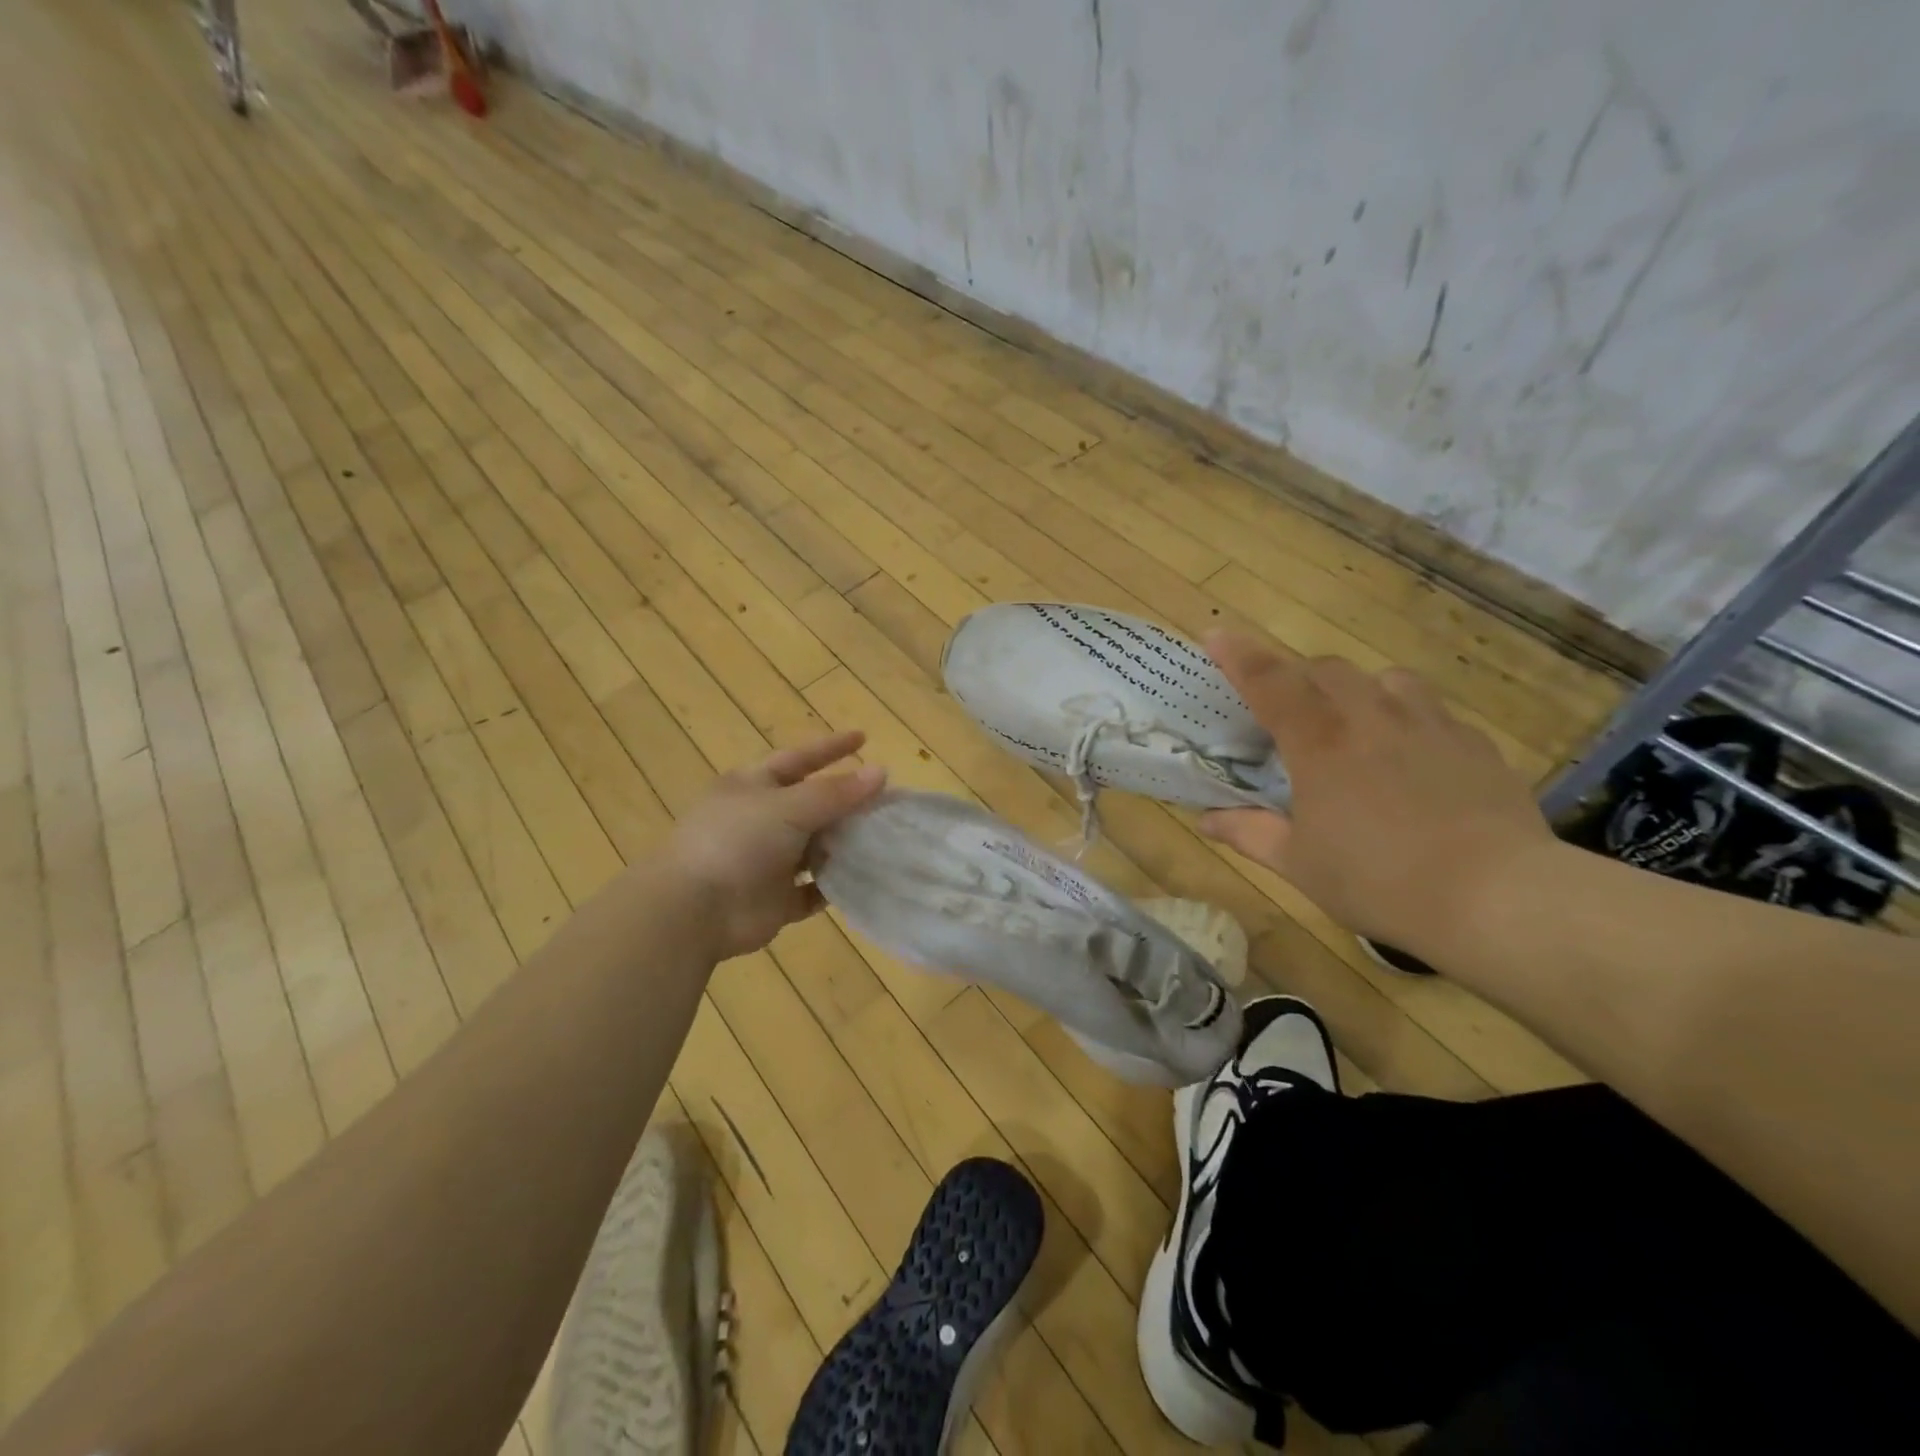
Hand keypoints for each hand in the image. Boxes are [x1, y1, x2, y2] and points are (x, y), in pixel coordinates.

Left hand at [670, 731, 886, 958]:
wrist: (695, 909)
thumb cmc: (737, 841)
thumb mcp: (788, 806)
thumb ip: (836, 792)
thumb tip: (881, 772)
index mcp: (753, 787)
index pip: (798, 759)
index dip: (830, 748)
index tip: (863, 737)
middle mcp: (760, 821)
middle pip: (812, 805)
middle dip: (847, 803)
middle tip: (889, 801)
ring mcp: (766, 862)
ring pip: (814, 848)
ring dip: (844, 845)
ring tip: (886, 839)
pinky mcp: (774, 901)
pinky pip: (811, 891)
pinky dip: (834, 886)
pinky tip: (863, 880)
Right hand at [1198, 632, 1555, 957]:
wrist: (1496, 898)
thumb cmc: (1377, 881)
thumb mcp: (1299, 864)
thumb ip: (1249, 832)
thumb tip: (1205, 820)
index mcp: (1319, 743)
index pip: (1270, 682)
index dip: (1239, 656)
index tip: (1216, 634)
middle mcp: (1371, 718)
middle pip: (1327, 670)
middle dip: (1299, 677)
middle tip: (1287, 708)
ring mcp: (1430, 726)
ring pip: (1386, 679)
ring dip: (1358, 690)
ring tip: (1354, 722)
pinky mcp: (1475, 745)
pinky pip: (1433, 712)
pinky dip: (1409, 720)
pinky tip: (1413, 758)